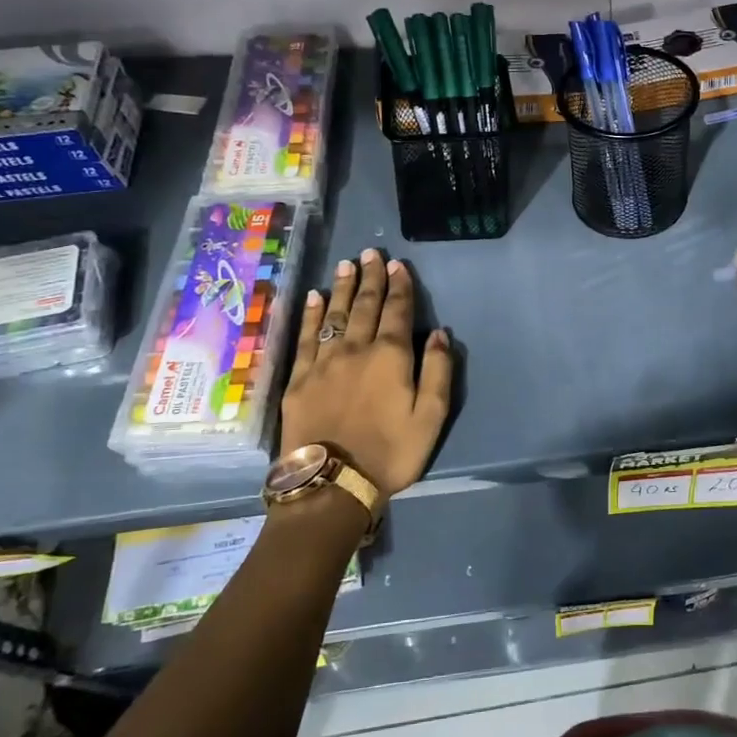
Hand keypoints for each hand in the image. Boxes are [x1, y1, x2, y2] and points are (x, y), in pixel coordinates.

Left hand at [282, 248, 451, 500]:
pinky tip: (315, 298)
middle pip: (364, 305)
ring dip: (342, 288)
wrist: (332, 484)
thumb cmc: (390, 452)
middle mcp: (355, 349)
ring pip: (335, 315)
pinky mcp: (298, 379)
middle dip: (370, 278)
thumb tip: (438, 333)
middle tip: (371, 253)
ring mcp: (323, 362)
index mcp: (390, 356)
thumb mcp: (431, 417)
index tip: (397, 265)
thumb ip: (437, 371)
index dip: (399, 287)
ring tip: (347, 264)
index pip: (397, 311)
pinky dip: (311, 315)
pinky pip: (305, 337)